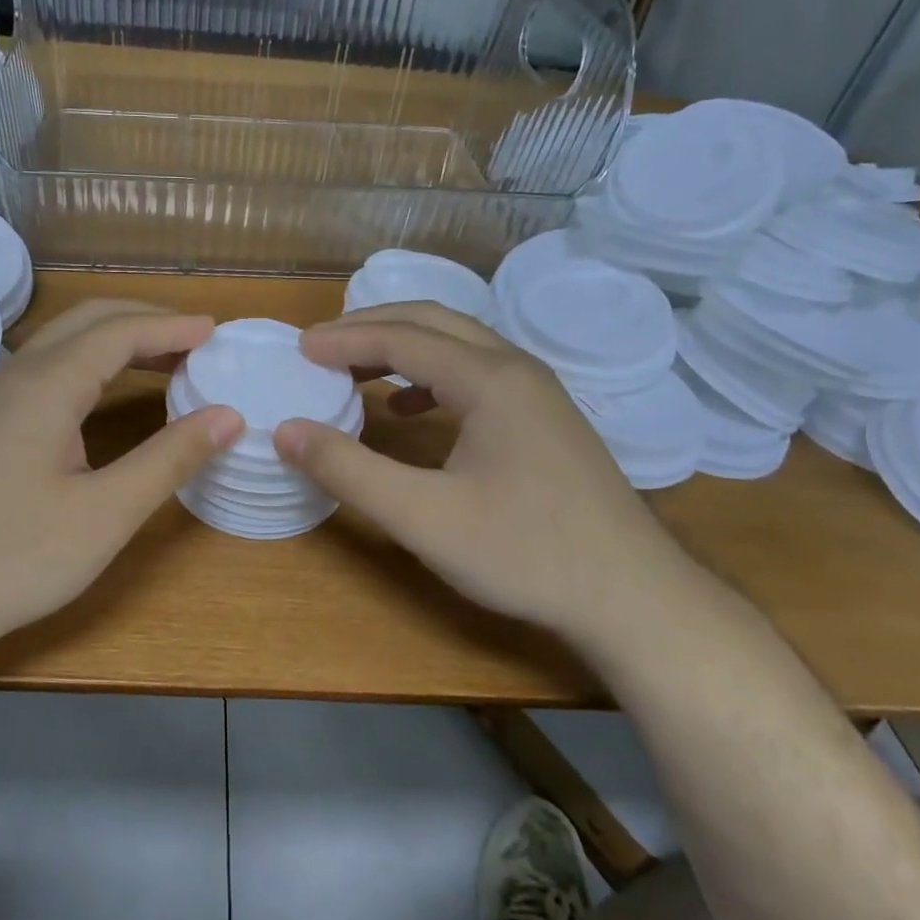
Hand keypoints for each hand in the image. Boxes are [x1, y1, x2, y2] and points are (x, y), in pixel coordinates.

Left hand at [0, 300, 243, 649]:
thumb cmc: (14, 558)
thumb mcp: (106, 513)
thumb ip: (170, 458)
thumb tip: (229, 416)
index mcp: (48, 384)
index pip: (121, 332)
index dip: (173, 327)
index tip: (217, 332)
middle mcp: (17, 375)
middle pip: (89, 320)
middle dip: (145, 321)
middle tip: (196, 341)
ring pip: (63, 342)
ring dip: (116, 340)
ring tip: (164, 362)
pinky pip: (46, 369)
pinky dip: (91, 364)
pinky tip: (105, 396)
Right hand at [275, 302, 685, 629]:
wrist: (633, 597)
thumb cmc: (525, 553)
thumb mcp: (423, 517)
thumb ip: (349, 470)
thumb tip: (286, 431)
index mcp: (490, 379)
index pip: (403, 337)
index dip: (345, 338)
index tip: (299, 348)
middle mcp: (517, 369)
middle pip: (434, 322)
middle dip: (372, 327)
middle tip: (321, 347)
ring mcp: (539, 393)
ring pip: (459, 345)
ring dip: (403, 348)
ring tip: (356, 370)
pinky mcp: (546, 420)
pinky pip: (479, 374)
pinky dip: (432, 377)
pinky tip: (411, 409)